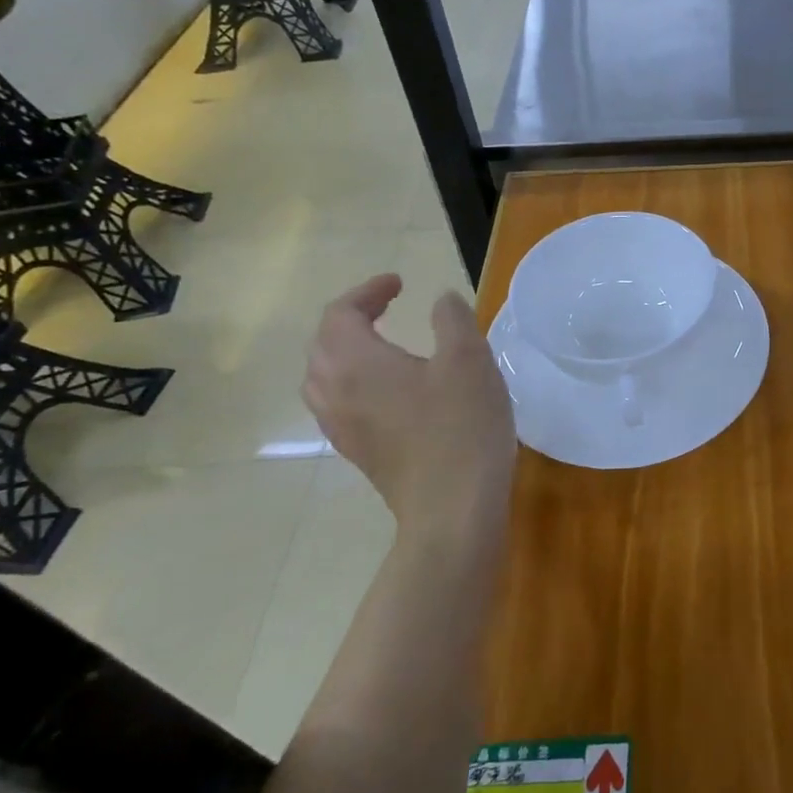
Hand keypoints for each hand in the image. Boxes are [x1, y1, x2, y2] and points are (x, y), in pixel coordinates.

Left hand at [304, 274, 516, 551]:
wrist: (452, 510)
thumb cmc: (461, 426)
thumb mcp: (469, 359)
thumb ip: (452, 319)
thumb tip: (441, 300)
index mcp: (356, 363)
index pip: (341, 314)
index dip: (368, 291)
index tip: (401, 283)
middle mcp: (335, 392)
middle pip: (323, 344)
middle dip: (352, 317)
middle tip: (388, 306)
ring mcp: (342, 427)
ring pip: (323, 376)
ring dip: (345, 350)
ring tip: (381, 343)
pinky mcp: (357, 452)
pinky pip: (337, 402)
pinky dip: (352, 380)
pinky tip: (388, 389)